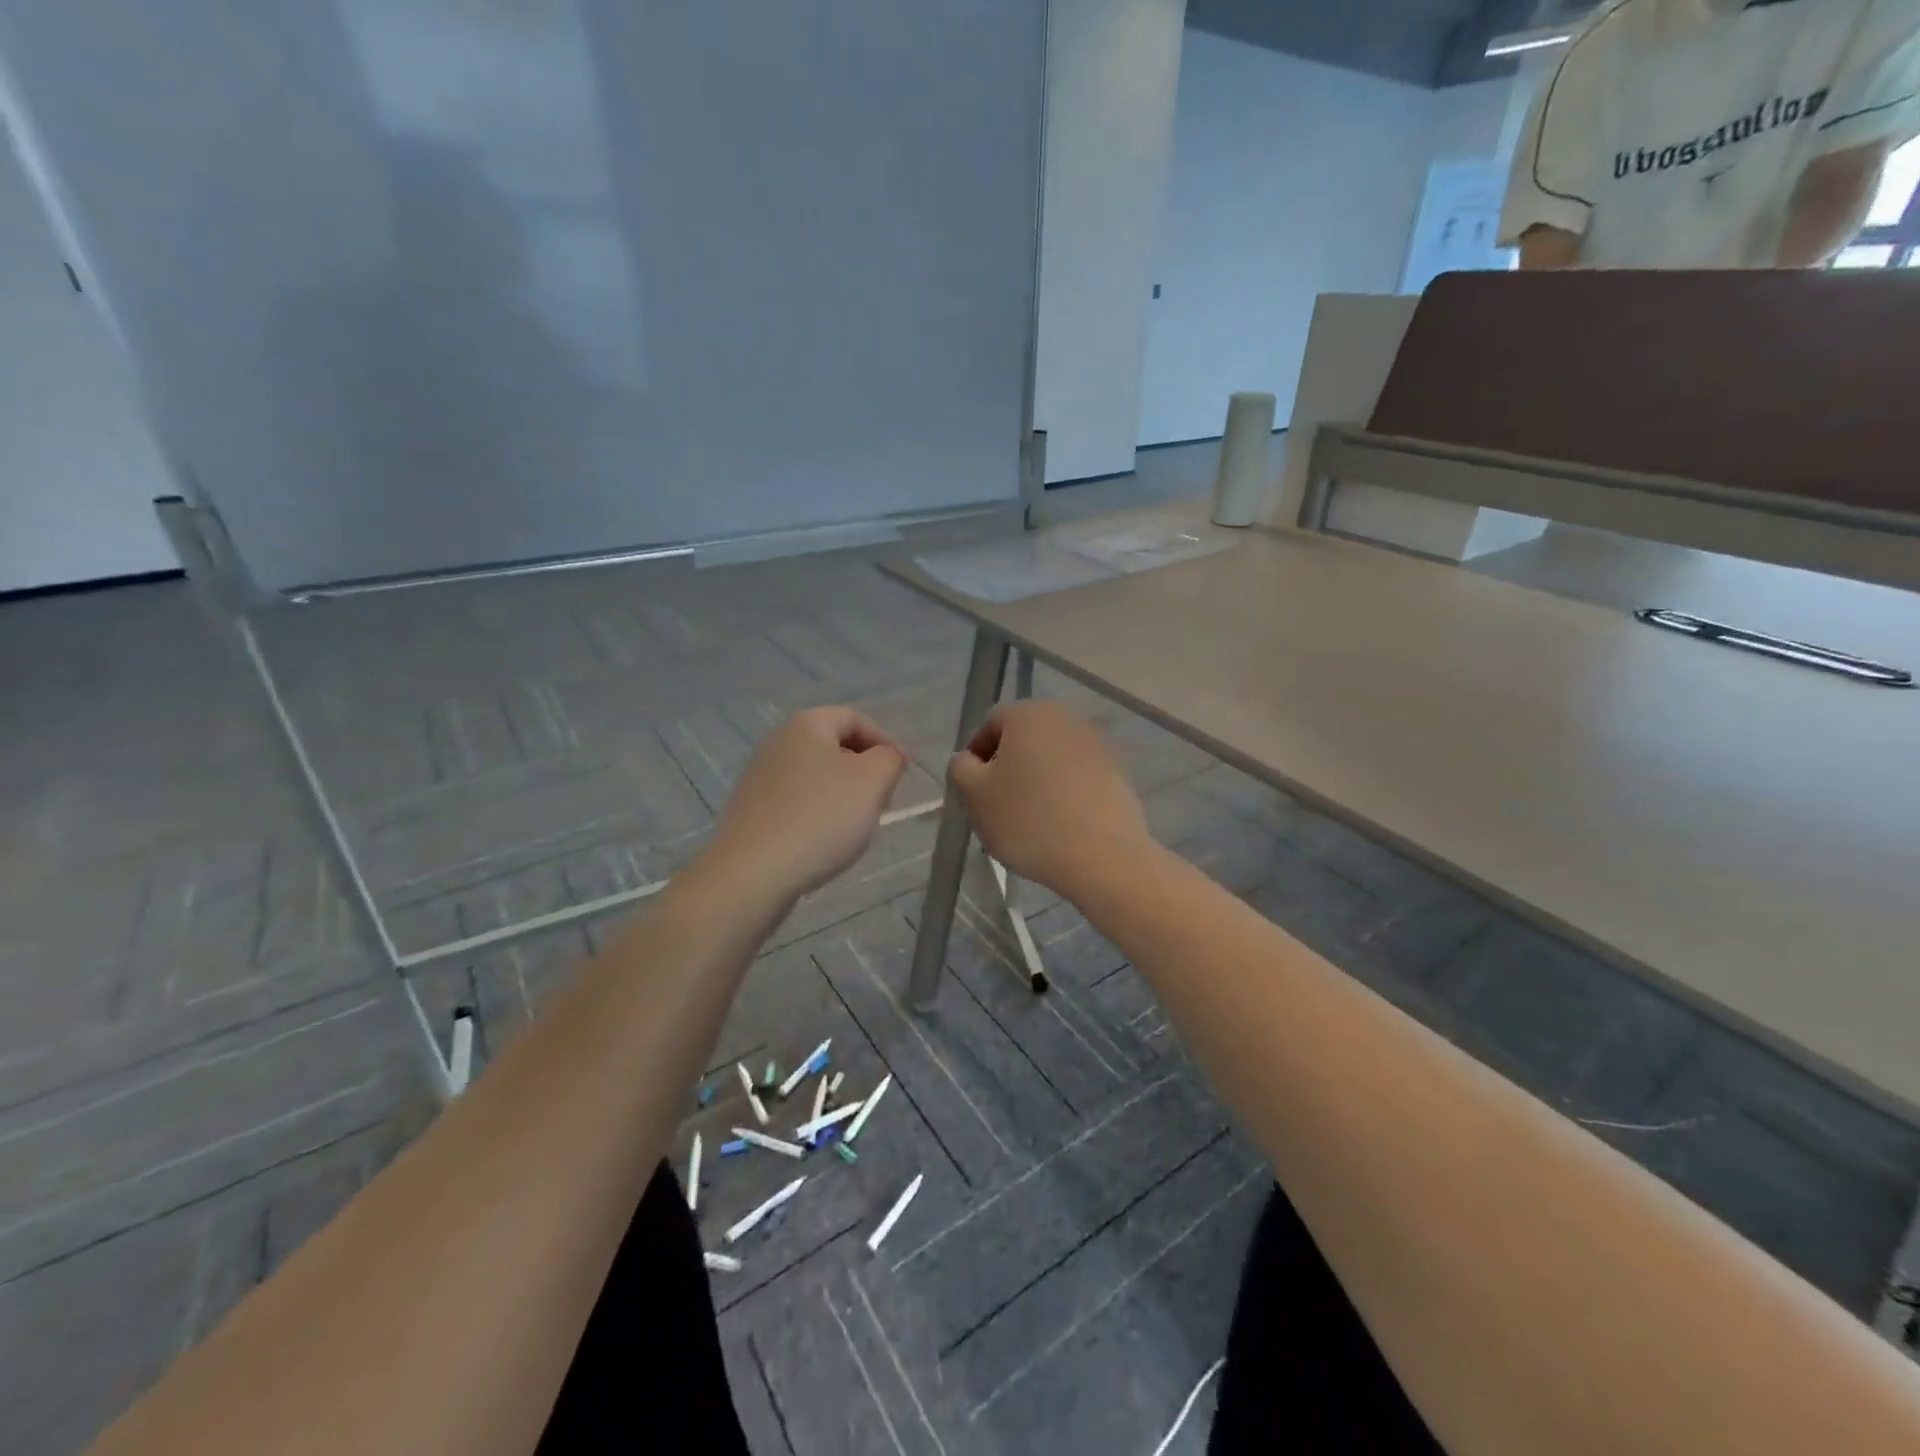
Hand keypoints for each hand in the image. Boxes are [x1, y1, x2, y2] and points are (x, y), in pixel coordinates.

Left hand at [706, 707, 907, 899]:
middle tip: (883, 801)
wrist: (753, 873)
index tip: (903, 775)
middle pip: (834, 746)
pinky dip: (818, 814)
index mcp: (806, 724)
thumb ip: (889, 760)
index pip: (855, 719)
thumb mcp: (872, 781)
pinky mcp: (751, 810)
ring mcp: (759, 777)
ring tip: (857, 826)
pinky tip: (825, 842)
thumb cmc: (820, 817)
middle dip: (865, 770)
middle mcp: (777, 742)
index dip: (886, 742)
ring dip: (843, 795)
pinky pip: (796, 802)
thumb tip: (886, 757)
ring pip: (816, 776)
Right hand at [949, 702, 1147, 894]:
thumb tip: (969, 760)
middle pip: (1025, 739)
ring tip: (1030, 822)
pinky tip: (1060, 826)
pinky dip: (1065, 794)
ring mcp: (1097, 745)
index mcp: (1029, 714)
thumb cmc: (1028, 820)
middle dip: (1008, 768)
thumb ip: (960, 769)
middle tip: (999, 806)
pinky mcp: (1117, 773)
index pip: (991, 724)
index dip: (977, 756)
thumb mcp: (974, 796)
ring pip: (1052, 759)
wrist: (1102, 857)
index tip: (975, 790)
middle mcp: (1066, 719)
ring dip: (1037, 781)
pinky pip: (1078, 778)